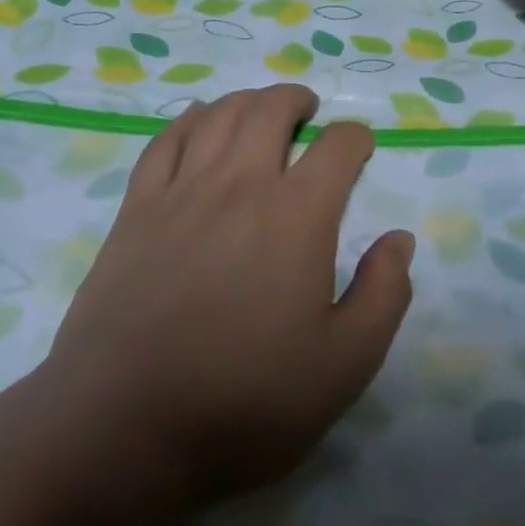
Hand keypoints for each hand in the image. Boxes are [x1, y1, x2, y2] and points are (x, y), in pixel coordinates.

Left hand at [33, 85, 413, 522]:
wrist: (125, 424)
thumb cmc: (245, 401)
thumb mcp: (344, 365)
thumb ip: (383, 294)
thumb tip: (399, 239)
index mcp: (296, 216)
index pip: (336, 148)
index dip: (355, 138)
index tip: (360, 147)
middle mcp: (239, 184)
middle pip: (269, 111)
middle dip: (296, 101)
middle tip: (308, 110)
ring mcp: (181, 191)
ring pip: (218, 116)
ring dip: (246, 101)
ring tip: (260, 109)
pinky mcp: (136, 208)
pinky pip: (165, 141)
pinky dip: (189, 120)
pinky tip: (197, 121)